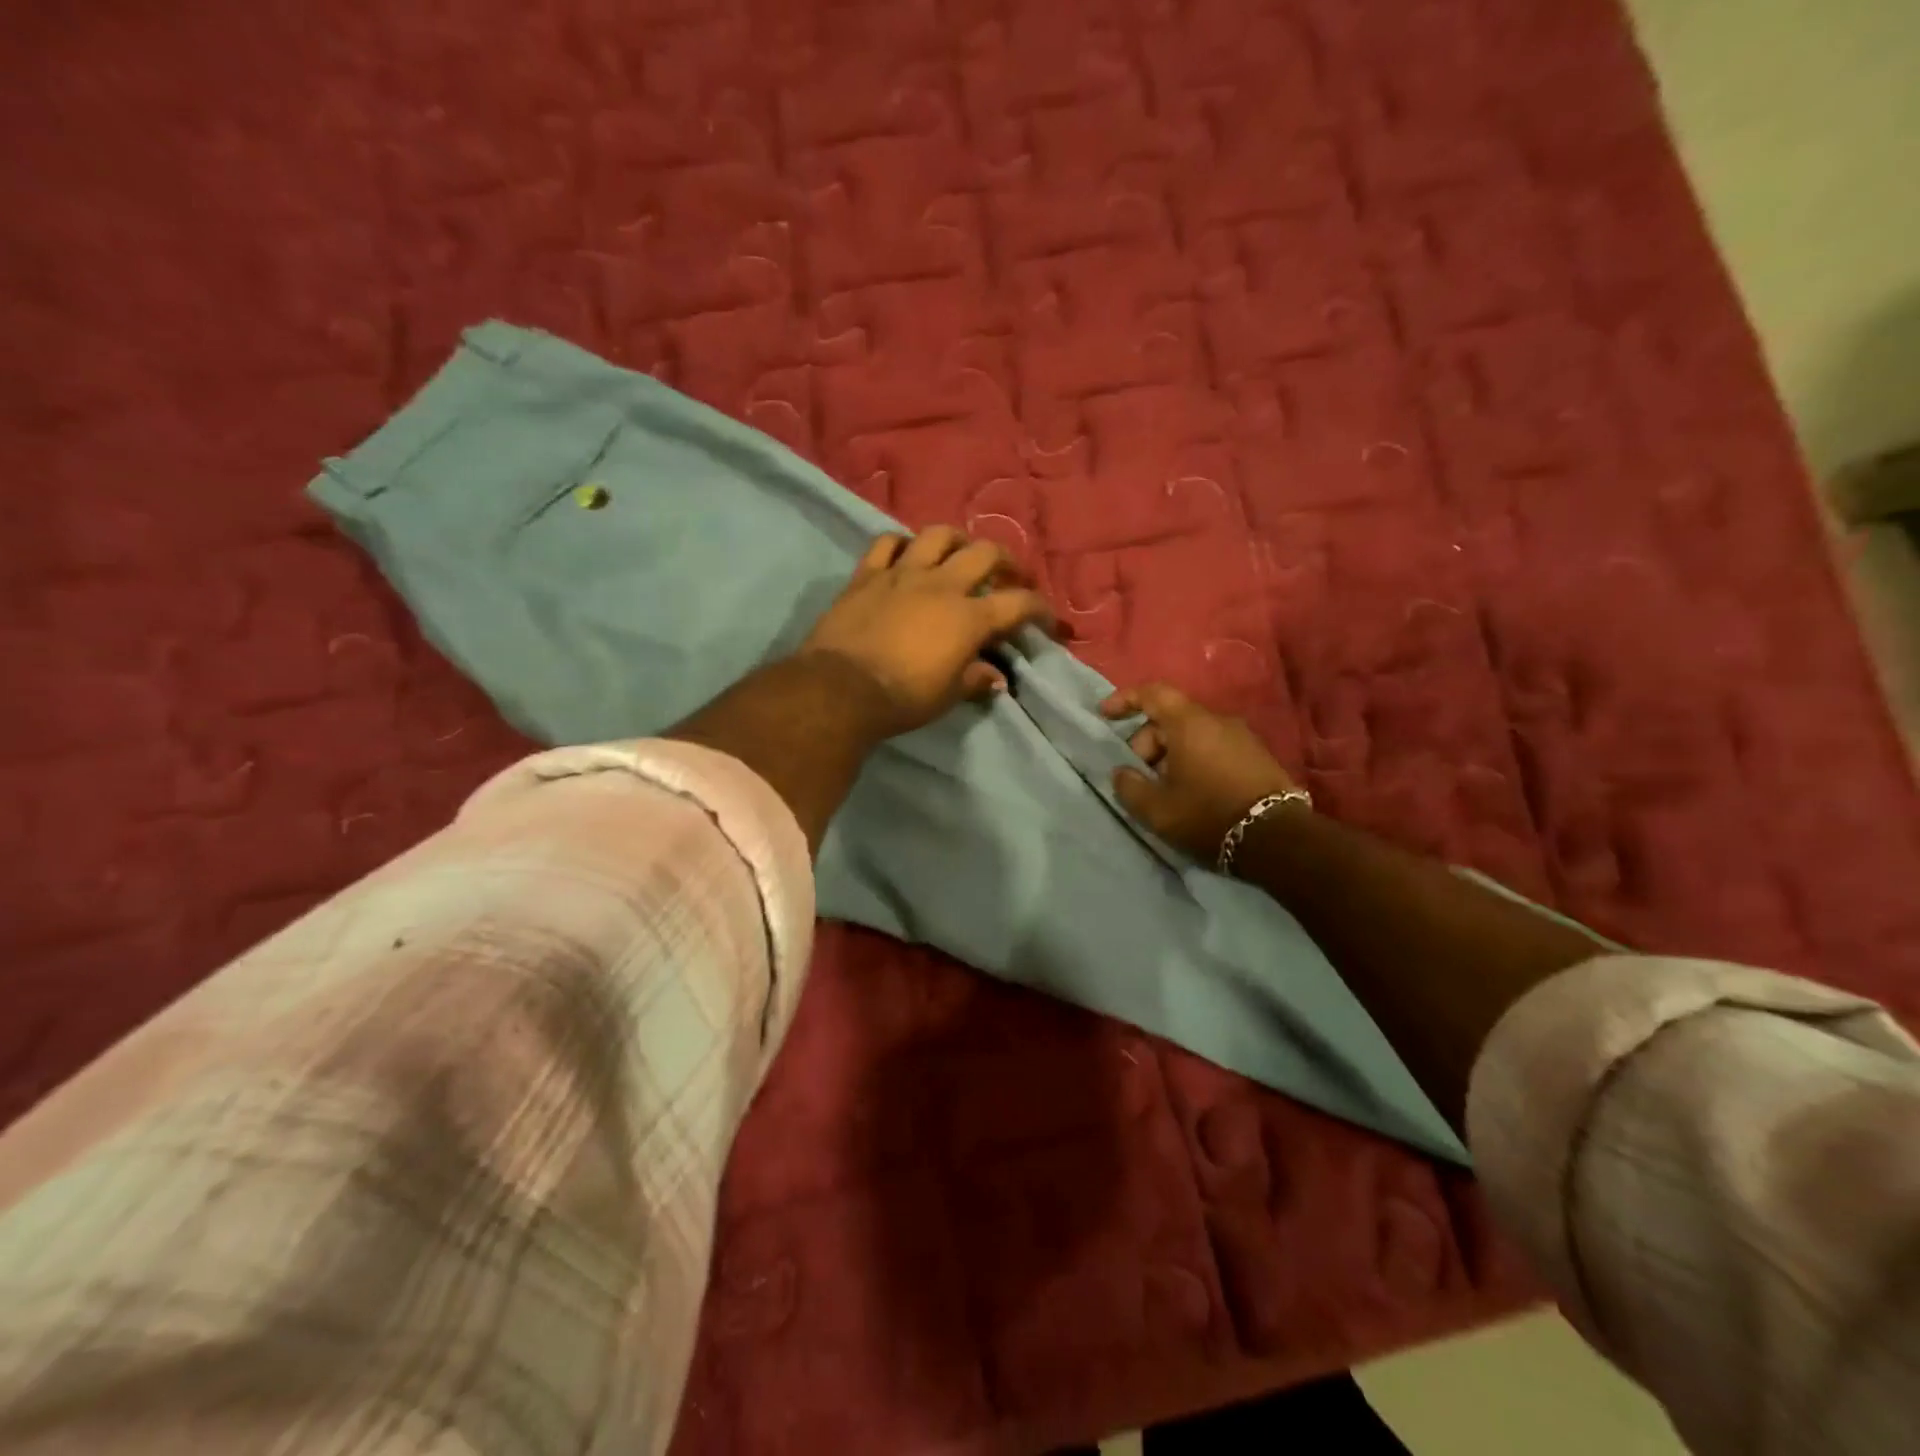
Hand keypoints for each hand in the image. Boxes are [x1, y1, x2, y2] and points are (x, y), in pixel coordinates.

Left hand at [799, 526, 1054, 737]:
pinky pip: (887, 543)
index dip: (1040, 609)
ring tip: (960, 553)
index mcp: (969, 618)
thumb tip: (994, 677)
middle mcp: (942, 585)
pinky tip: (906, 554)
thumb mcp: (947, 696)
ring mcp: (902, 574)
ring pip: (938, 535)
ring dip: (957, 540)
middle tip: (1010, 576)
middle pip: (985, 553)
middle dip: (1006, 561)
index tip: (1047, 621)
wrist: (841, 688)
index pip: (1019, 604)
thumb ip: (974, 679)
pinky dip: (902, 545)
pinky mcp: (867, 575)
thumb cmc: (903, 698)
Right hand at [1101, 682, 1299, 860]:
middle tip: (1139, 776)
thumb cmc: (1208, 815)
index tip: (1105, 715)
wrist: (1277, 837)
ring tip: (1165, 789)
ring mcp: (1242, 736)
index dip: (1125, 700)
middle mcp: (1217, 720)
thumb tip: (1122, 773)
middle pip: (1171, 718)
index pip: (1153, 693)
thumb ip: (1130, 787)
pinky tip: (1192, 791)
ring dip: (1171, 755)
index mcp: (1189, 723)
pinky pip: (1214, 746)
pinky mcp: (1257, 755)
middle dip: (1147, 742)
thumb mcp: (1157, 809)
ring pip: (1193, 734)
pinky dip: (1194, 760)